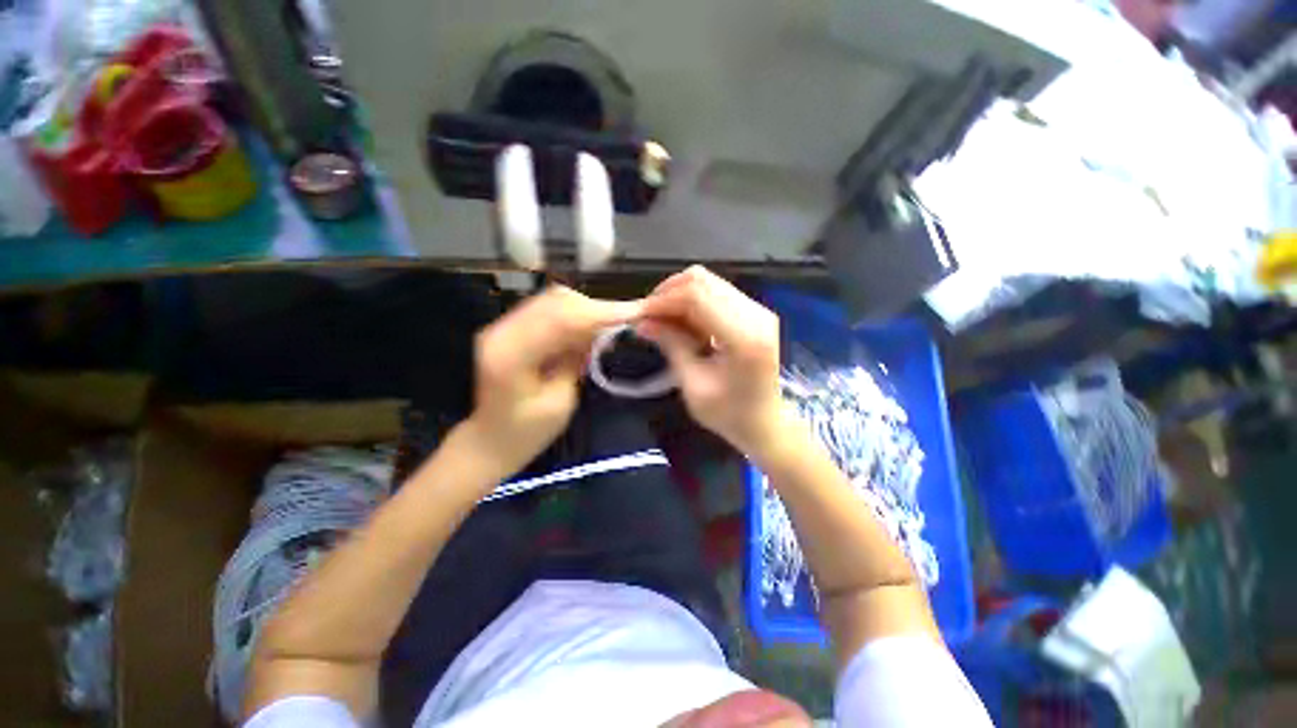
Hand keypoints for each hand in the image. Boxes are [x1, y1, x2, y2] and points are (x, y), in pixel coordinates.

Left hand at [465, 286, 641, 479]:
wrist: (489, 442)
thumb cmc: (527, 433)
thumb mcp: (561, 402)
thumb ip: (577, 360)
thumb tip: (600, 331)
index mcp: (511, 355)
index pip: (562, 319)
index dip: (601, 313)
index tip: (636, 312)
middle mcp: (500, 331)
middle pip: (556, 301)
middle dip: (595, 308)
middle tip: (625, 320)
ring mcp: (501, 326)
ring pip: (553, 300)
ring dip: (586, 309)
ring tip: (608, 327)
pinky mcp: (509, 328)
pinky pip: (547, 309)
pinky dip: (573, 314)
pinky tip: (587, 330)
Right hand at [638, 266, 786, 455]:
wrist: (767, 424)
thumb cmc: (730, 415)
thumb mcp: (693, 385)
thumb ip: (671, 346)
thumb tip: (642, 321)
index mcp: (743, 337)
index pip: (696, 296)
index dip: (662, 300)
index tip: (639, 315)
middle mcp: (755, 315)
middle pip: (702, 281)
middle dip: (668, 294)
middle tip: (649, 317)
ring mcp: (758, 311)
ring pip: (708, 283)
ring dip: (679, 296)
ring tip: (662, 321)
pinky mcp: (755, 313)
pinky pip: (717, 294)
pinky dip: (693, 303)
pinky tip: (682, 323)